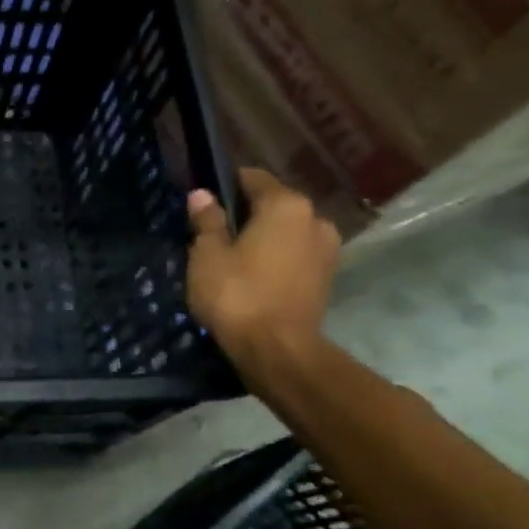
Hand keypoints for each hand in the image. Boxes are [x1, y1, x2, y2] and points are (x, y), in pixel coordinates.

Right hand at [186, 168, 339, 372]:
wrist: (277, 350)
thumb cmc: (237, 294)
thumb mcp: (207, 255)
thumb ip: (207, 221)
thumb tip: (202, 195)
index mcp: (286, 205)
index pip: (252, 178)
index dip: (224, 186)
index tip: (202, 203)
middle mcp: (315, 218)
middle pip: (272, 205)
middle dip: (244, 215)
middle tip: (212, 235)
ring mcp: (327, 249)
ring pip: (285, 232)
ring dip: (262, 239)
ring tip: (232, 260)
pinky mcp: (326, 278)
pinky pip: (294, 256)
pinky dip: (275, 260)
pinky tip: (252, 278)